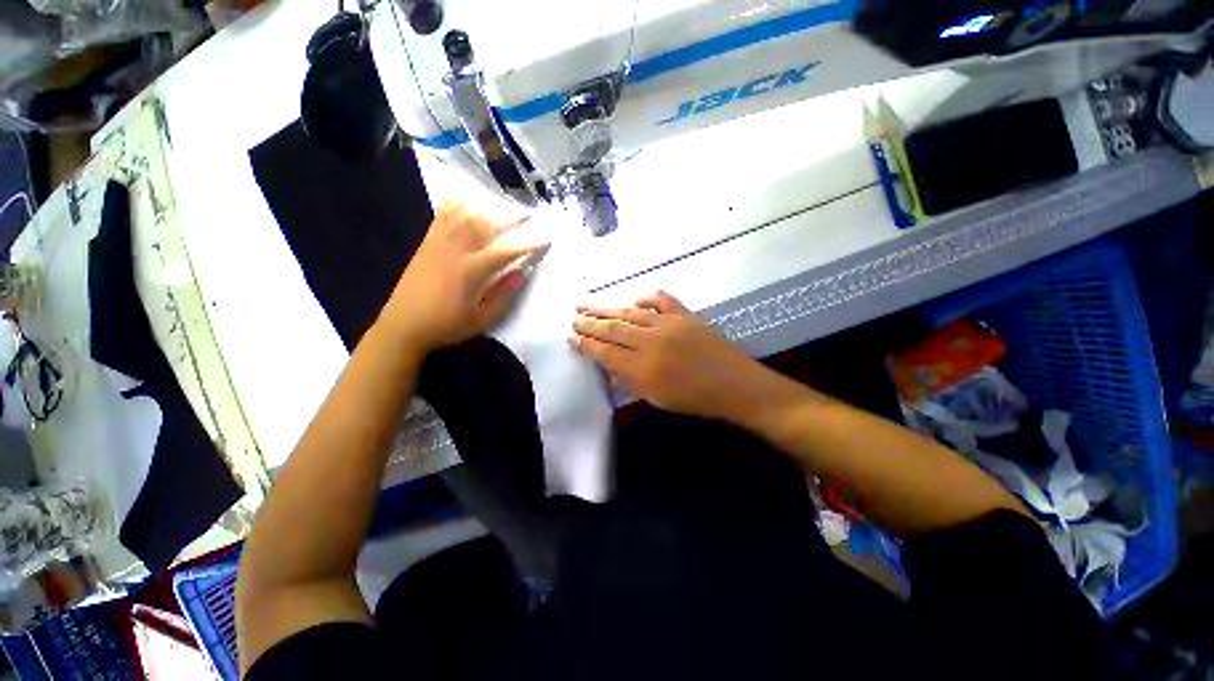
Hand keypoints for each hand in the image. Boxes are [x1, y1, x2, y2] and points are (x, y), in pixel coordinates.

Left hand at [380, 201, 544, 352]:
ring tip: (503, 204)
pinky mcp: (426, 242)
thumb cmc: (447, 326)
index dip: (528, 244)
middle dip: (509, 216)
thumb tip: (524, 272)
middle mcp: (454, 251)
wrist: (403, 325)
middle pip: (484, 224)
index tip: (545, 239)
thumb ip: (504, 294)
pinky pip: (442, 215)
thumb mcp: (482, 319)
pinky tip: (466, 196)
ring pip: (463, 214)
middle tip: (529, 213)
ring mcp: (437, 243)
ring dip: (487, 206)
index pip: (505, 251)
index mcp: (470, 272)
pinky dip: (456, 202)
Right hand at [570, 291, 770, 421]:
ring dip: (607, 309)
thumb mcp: (656, 398)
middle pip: (613, 329)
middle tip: (574, 318)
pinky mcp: (685, 314)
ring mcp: (669, 324)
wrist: (735, 385)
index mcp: (643, 367)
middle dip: (590, 323)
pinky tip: (635, 300)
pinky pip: (661, 299)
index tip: (572, 337)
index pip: (606, 352)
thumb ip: (629, 379)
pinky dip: (646, 298)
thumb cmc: (694, 399)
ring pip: (630, 312)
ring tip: (589, 306)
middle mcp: (652, 341)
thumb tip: (609, 364)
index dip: (587, 344)